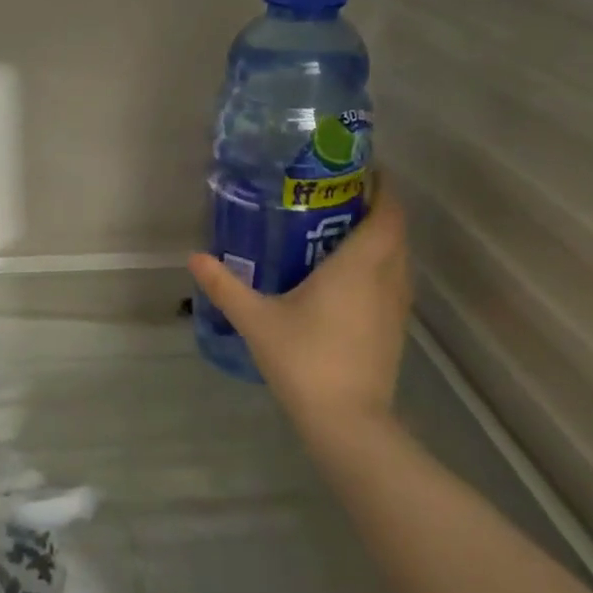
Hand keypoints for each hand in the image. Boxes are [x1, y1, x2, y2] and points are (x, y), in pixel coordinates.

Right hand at [189, 180, 411, 441]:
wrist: (347, 422)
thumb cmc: (304, 359)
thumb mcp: (256, 319)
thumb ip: (225, 285)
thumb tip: (194, 257)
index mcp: (360, 265)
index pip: (388, 213)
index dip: (382, 187)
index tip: (359, 171)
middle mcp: (387, 279)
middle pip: (395, 232)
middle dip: (375, 209)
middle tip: (335, 197)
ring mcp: (396, 307)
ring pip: (397, 258)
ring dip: (379, 239)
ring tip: (338, 231)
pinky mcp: (394, 330)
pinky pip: (393, 281)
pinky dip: (378, 266)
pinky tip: (344, 278)